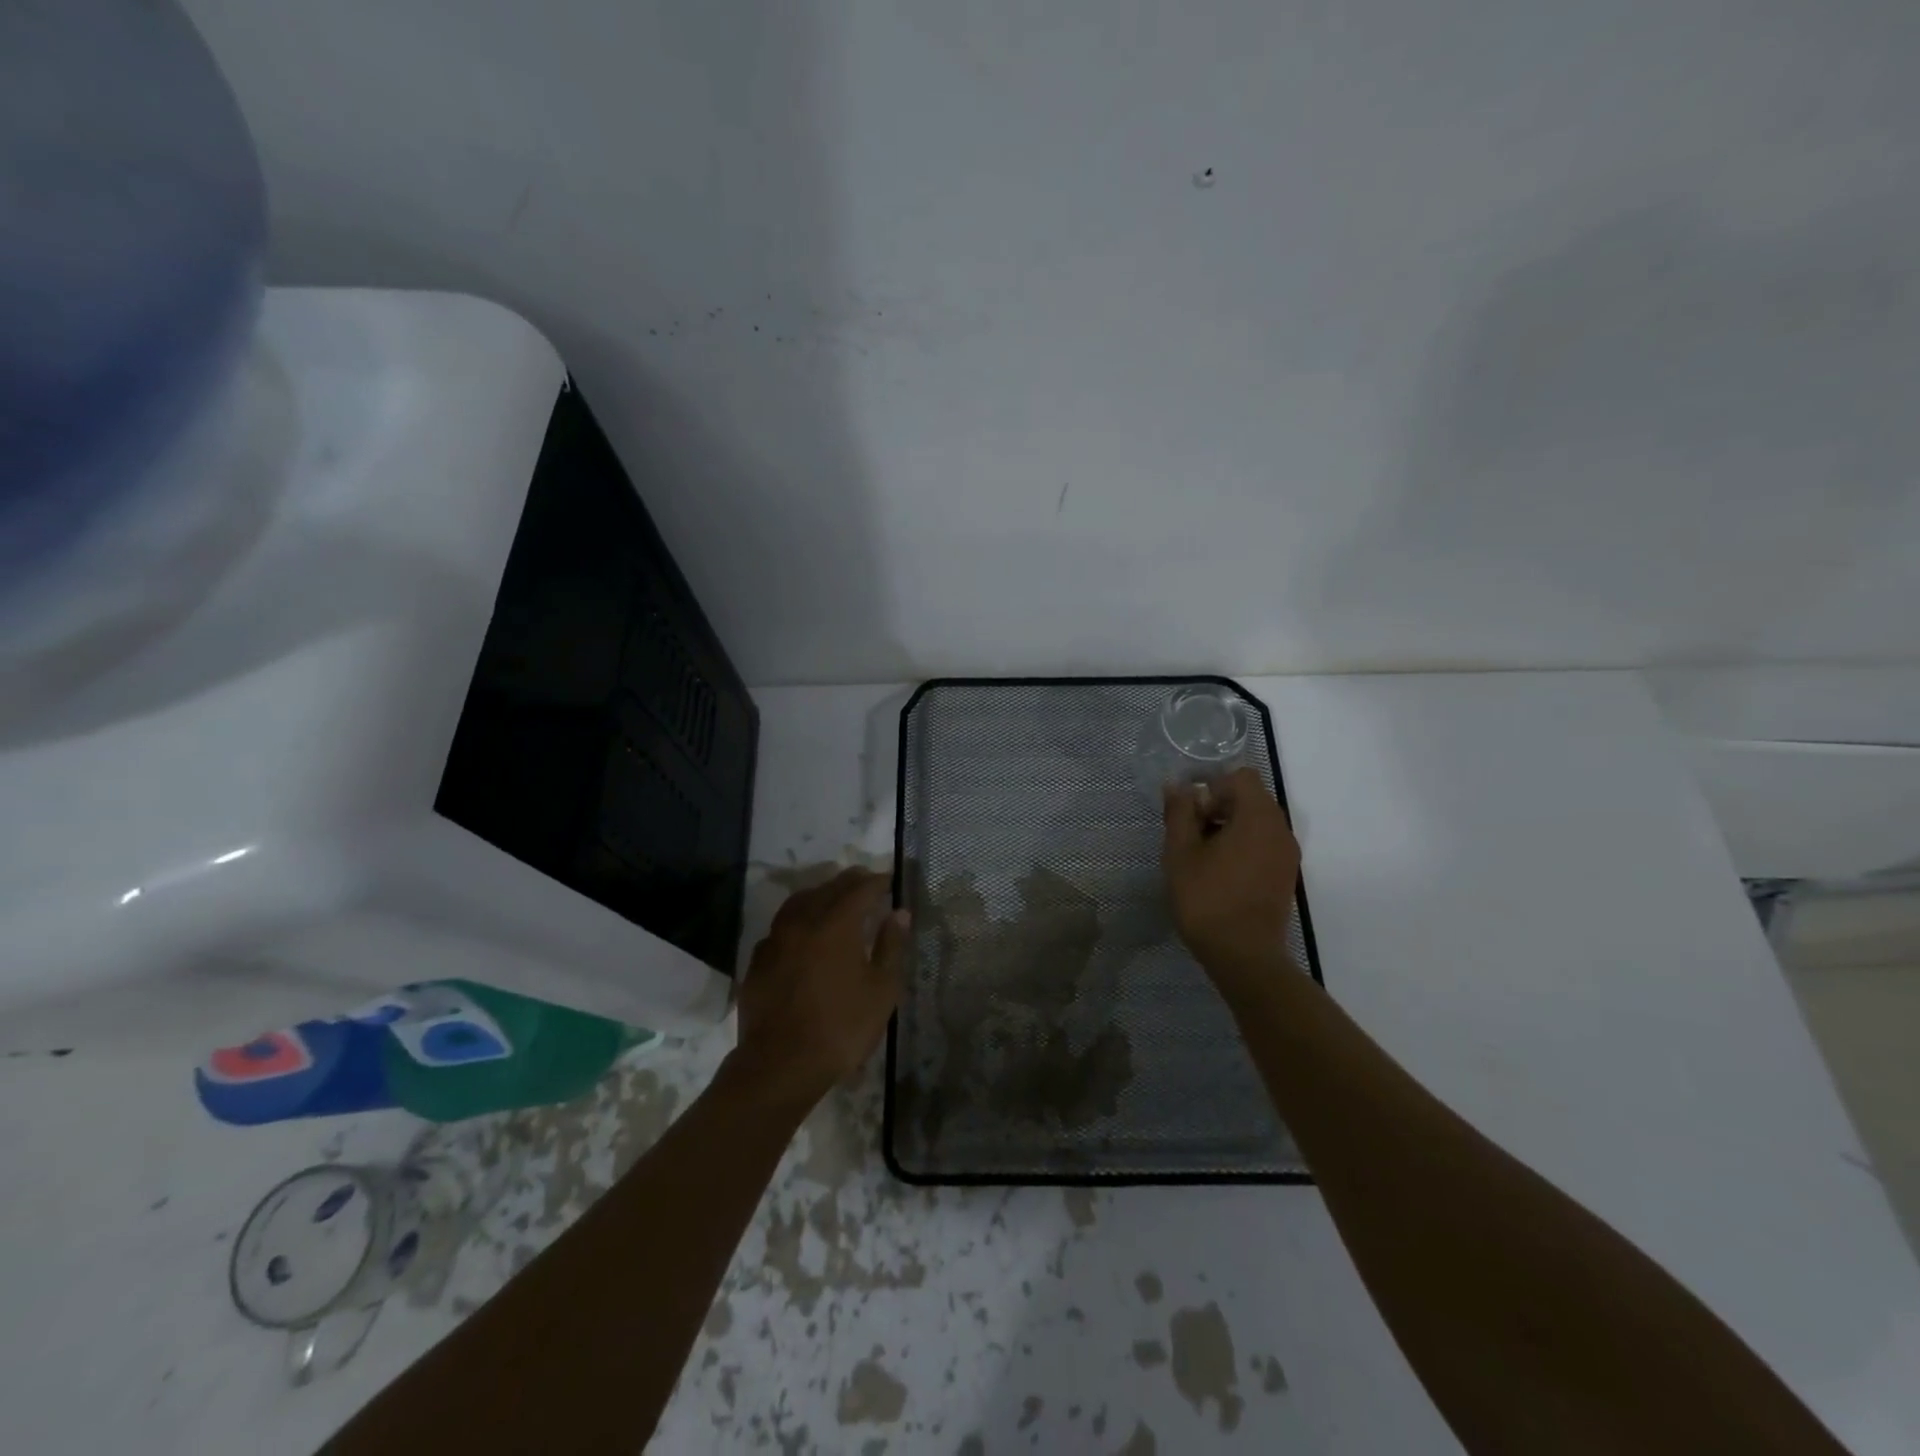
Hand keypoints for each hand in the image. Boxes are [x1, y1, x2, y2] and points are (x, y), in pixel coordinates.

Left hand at [729, 868, 907, 1107]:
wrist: (780, 1065)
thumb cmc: (841, 1027)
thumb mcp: (881, 990)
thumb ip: (891, 946)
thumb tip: (899, 913)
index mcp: (836, 924)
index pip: (860, 889)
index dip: (876, 882)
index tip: (889, 880)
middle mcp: (803, 922)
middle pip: (827, 889)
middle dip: (849, 882)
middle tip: (865, 882)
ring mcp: (775, 940)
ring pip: (798, 903)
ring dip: (819, 894)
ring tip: (833, 899)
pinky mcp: (758, 962)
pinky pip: (780, 928)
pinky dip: (797, 921)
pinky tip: (802, 934)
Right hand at [1162, 768, 1302, 991]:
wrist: (1243, 956)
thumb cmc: (1207, 898)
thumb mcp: (1181, 852)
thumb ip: (1179, 812)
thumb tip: (1177, 785)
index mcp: (1258, 817)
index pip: (1240, 777)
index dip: (1212, 785)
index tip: (1190, 812)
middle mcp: (1280, 829)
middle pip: (1250, 798)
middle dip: (1218, 806)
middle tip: (1189, 834)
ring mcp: (1287, 854)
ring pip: (1256, 822)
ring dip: (1228, 827)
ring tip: (1201, 855)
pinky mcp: (1285, 875)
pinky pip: (1263, 844)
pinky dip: (1242, 846)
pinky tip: (1218, 871)